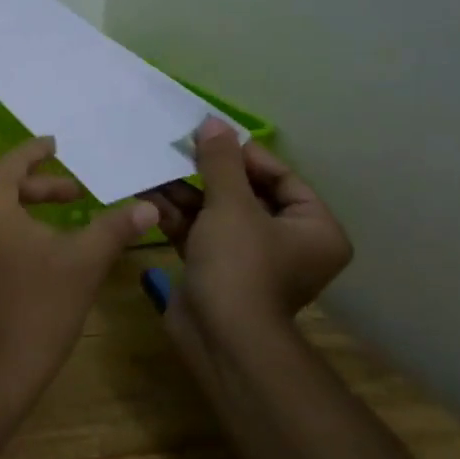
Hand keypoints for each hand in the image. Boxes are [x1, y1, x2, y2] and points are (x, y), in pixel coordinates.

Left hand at [0, 137, 158, 416]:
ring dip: (22, 213)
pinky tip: (30, 255)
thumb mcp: (82, 264)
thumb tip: (148, 205)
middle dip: (39, 188)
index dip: (38, 151)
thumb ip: (114, 228)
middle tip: (74, 192)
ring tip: (58, 224)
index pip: (14, 161)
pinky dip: (3, 234)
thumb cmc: (35, 309)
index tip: (56, 143)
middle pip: (0, 187)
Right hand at [142, 119, 352, 330]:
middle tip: (176, 150)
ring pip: (217, 213)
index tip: (209, 138)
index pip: (282, 178)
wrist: (221, 336)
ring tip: (153, 169)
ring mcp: (250, 258)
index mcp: (313, 228)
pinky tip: (146, 197)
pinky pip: (199, 233)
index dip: (245, 156)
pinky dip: (176, 216)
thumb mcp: (230, 206)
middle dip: (206, 174)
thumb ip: (220, 162)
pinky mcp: (217, 270)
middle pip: (245, 194)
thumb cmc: (240, 265)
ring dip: (184, 193)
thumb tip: (213, 122)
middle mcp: (287, 242)